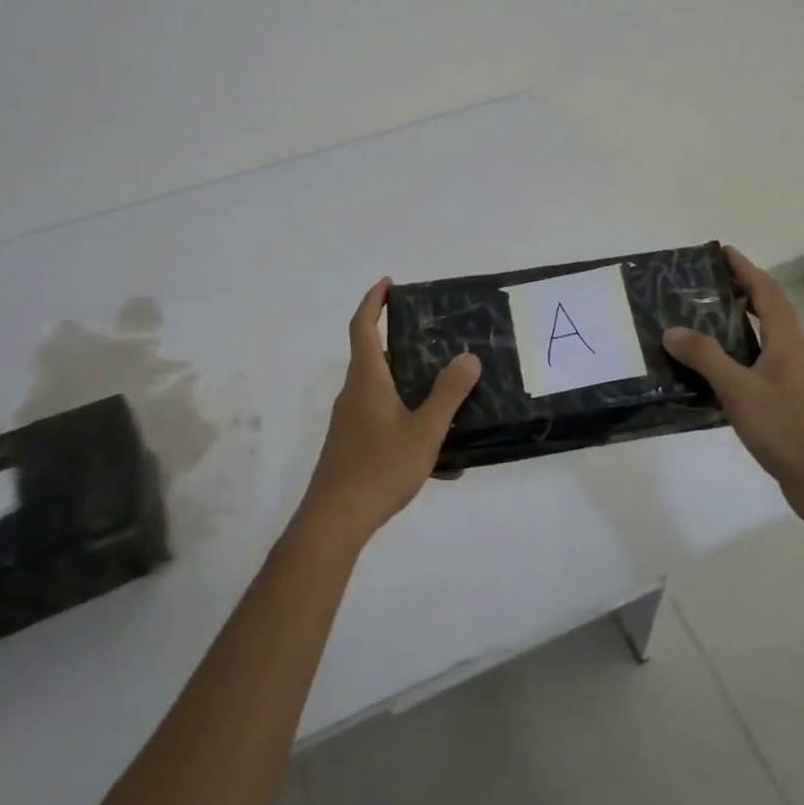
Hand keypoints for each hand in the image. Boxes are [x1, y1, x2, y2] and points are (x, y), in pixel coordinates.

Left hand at [298, 278, 482, 547]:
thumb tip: (468, 357)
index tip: (389, 283)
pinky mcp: (352, 446)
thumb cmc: (379, 467)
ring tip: (449, 400)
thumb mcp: (424, 430)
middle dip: (405, 346)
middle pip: (375, 357)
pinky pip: (384, 422)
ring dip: (412, 390)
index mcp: (366, 378)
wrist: (334, 521)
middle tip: (438, 342)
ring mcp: (350, 421)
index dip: (373, 301)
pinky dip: (410, 426)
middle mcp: (354, 393)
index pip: (363, 326)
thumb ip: (448, 393)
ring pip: (383, 392)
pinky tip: (442, 461)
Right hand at [663, 246, 803, 525]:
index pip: (765, 291)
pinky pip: (755, 365)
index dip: (745, 269)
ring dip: (735, 324)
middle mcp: (791, 352)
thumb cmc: (787, 428)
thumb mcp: (739, 389)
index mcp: (786, 340)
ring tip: (698, 320)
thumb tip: (671, 330)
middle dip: (738, 291)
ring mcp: (790, 378)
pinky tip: (709, 370)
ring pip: (761, 338)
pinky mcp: (784, 401)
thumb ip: (705, 357)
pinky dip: (734, 356)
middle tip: (701, 285)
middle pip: (766, 310)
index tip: (721, 252)